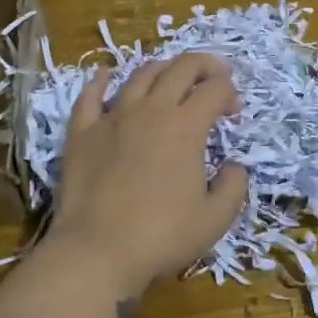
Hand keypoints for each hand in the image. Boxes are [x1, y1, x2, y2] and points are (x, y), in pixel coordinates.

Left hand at [43, 52, 248, 303]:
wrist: (97, 252)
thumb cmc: (161, 236)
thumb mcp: (215, 219)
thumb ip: (234, 186)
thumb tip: (235, 166)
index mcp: (186, 126)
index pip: (215, 88)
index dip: (230, 93)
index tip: (233, 114)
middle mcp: (151, 110)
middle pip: (182, 67)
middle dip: (204, 65)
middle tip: (214, 78)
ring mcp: (113, 117)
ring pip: (141, 74)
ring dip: (163, 69)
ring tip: (171, 80)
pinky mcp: (82, 131)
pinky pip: (90, 95)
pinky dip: (101, 80)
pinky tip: (105, 75)